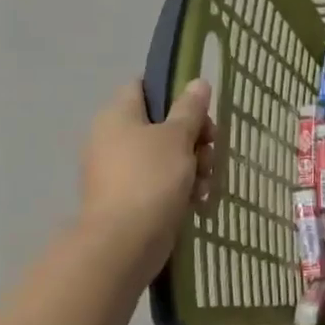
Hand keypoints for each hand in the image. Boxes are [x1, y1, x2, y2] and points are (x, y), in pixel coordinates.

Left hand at [76, 80, 213, 268]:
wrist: (125, 242)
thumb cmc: (151, 178)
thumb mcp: (178, 137)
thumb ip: (190, 108)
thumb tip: (198, 82)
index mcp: (117, 116)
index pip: (143, 87)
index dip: (173, 92)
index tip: (199, 109)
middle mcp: (113, 139)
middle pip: (163, 124)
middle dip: (195, 137)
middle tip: (211, 148)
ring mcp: (120, 171)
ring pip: (168, 155)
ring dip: (194, 165)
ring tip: (206, 182)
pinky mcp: (130, 198)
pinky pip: (161, 182)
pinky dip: (182, 188)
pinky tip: (198, 201)